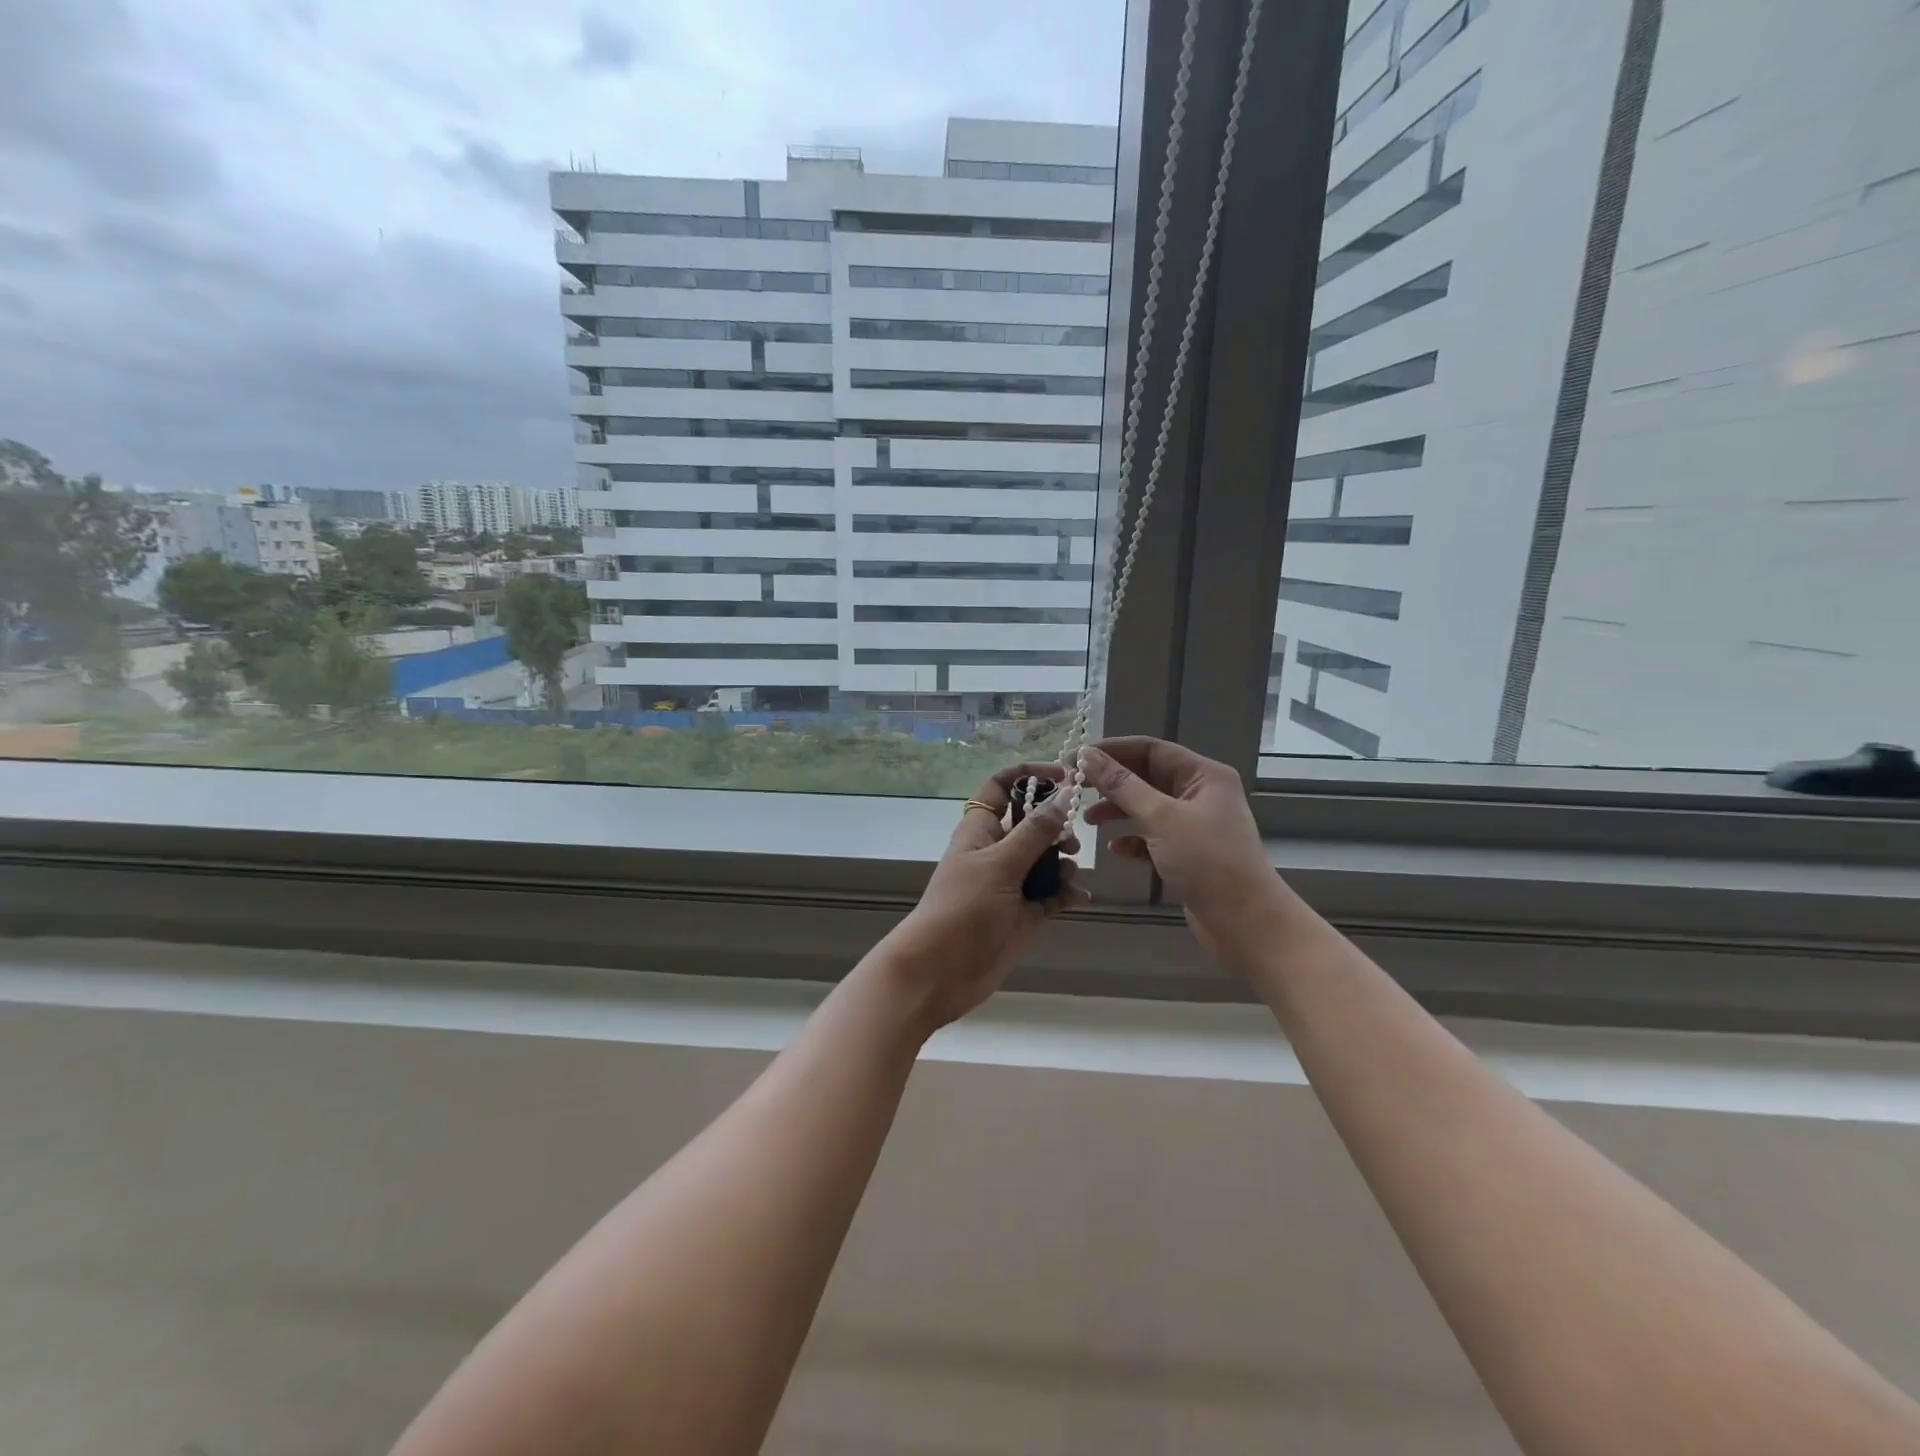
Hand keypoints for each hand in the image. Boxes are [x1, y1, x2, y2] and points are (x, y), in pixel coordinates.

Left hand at [872, 762, 1090, 1031]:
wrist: (941, 972)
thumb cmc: (963, 908)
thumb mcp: (1000, 864)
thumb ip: (1036, 831)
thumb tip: (1066, 793)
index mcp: (981, 828)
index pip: (1002, 786)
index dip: (1030, 775)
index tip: (1064, 776)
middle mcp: (997, 850)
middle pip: (1032, 822)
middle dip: (1056, 826)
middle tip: (1070, 841)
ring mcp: (1011, 882)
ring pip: (1047, 859)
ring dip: (1064, 863)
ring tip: (1068, 876)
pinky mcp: (1025, 912)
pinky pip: (1053, 893)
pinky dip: (1067, 892)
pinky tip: (1079, 898)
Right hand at [1080, 737, 1280, 967]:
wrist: (1245, 923)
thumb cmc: (1207, 861)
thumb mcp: (1160, 817)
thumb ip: (1121, 785)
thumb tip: (1087, 756)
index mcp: (1203, 775)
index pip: (1151, 749)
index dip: (1112, 750)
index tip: (1076, 758)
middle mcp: (1201, 794)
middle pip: (1147, 776)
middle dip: (1111, 782)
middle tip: (1075, 788)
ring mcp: (1195, 825)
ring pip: (1147, 807)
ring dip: (1117, 810)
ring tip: (1088, 821)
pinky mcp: (1188, 854)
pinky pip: (1153, 837)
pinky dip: (1132, 839)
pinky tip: (1115, 849)